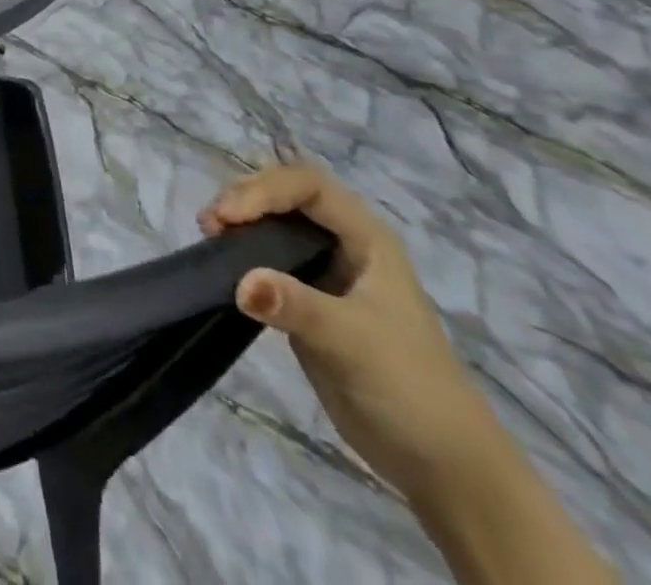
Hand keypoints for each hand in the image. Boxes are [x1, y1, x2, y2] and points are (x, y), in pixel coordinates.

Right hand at [200, 164, 497, 499]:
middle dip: (245, 199)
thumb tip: (239, 283)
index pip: (307, 186)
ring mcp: (324, 272)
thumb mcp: (353, 341)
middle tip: (210, 225)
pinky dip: (241, 253)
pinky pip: (267, 259)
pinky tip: (221, 263)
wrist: (442, 465)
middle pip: (285, 195)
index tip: (228, 217)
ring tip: (209, 237)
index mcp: (366, 237)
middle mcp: (344, 243)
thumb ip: (296, 306)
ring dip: (238, 222)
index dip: (264, 190)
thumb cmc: (409, 388)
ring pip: (273, 223)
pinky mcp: (306, 301)